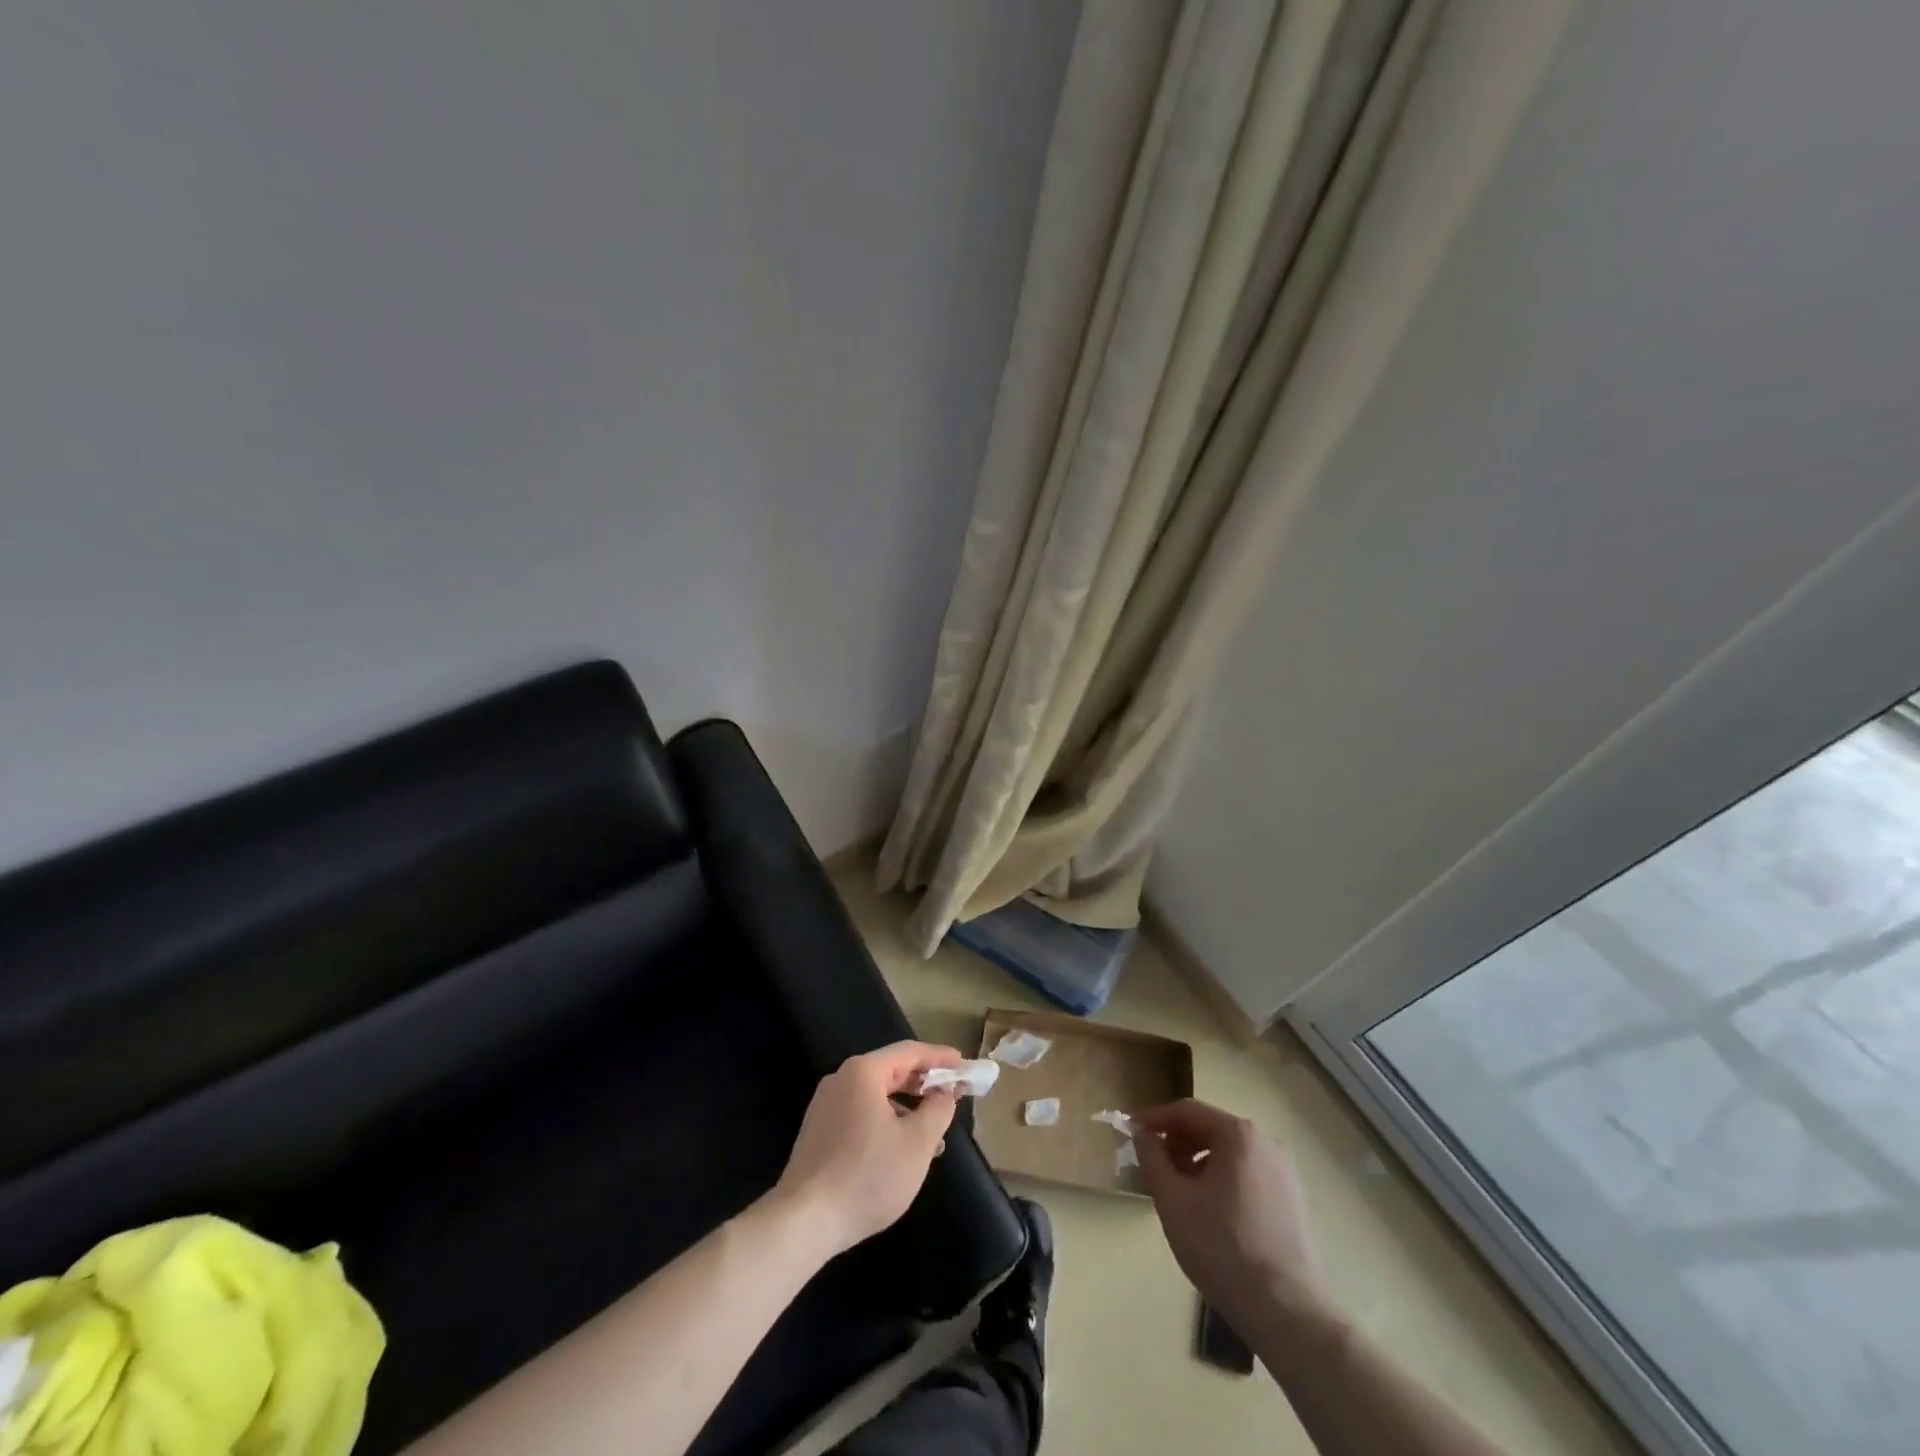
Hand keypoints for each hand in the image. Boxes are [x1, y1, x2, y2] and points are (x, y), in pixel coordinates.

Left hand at [772, 1041, 961, 1257]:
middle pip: (891, 1071)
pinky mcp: (818, 1132)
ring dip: (907, 1109)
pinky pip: (861, 1114)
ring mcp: (826, 1106)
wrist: (804, 1220)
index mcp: (863, 1072)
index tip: (963, 1065)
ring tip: (933, 1136)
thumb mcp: (917, 1143)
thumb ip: (938, 1110)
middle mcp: (841, 1080)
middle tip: (953, 1095)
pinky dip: (886, 1123)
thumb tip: (945, 1092)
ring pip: (877, 1097)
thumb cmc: (868, 1176)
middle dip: (924, 1084)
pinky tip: (901, 1152)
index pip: (910, 1052)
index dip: (940, 1057)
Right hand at [1135, 1099, 1328, 1330]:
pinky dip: (1222, 1181)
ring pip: (1229, 1154)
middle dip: (1177, 1144)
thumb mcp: (1172, 1199)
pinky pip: (1247, 1175)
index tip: (1131, 1133)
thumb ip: (1151, 1157)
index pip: (1187, 1111)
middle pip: (1210, 1129)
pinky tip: (1210, 1212)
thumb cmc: (1222, 1247)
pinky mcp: (1293, 1201)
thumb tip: (1143, 1134)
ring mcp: (1285, 1173)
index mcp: (1239, 1134)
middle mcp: (1266, 1143)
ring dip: (1198, 1164)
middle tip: (1153, 1168)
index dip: (1154, 1119)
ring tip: (1179, 1194)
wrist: (1286, 1312)